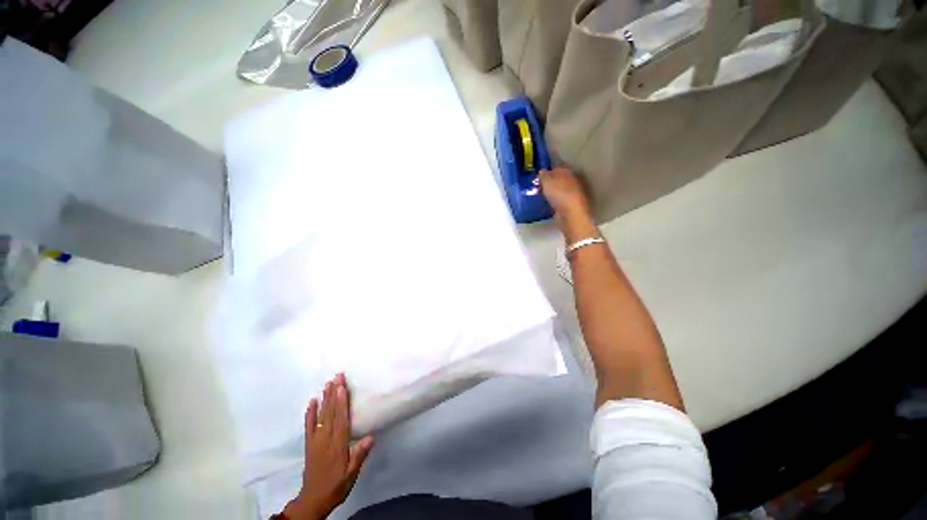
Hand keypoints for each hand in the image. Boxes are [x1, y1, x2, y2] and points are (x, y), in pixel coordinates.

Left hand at [284, 374, 374, 519]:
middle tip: (337, 376)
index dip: (342, 402)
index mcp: (338, 445)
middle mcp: (325, 439)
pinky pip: (309, 426)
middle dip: (334, 393)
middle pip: (331, 413)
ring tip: (327, 383)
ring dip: (325, 398)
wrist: (313, 500)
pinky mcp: (309, 444)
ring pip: (321, 415)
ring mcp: (315, 441)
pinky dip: (310, 412)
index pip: (341, 419)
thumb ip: (359, 455)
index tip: (343, 386)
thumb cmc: (337, 485)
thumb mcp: (351, 474)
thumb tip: (371, 436)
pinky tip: (312, 401)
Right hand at [538, 167, 590, 218]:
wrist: (571, 214)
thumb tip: (542, 171)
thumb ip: (543, 175)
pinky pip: (560, 199)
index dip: (549, 168)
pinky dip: (555, 200)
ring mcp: (573, 193)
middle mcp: (573, 180)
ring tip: (541, 194)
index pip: (558, 166)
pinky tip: (548, 203)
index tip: (540, 173)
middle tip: (539, 184)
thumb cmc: (559, 194)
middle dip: (551, 180)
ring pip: (560, 189)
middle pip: (560, 178)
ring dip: (553, 191)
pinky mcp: (570, 205)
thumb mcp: (547, 181)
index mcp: (568, 171)